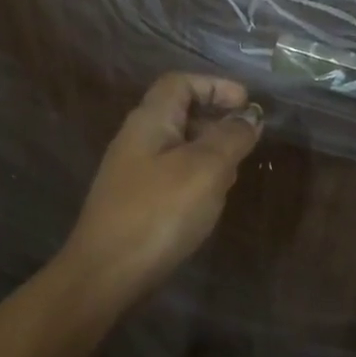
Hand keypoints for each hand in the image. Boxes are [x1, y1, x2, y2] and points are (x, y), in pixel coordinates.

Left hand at [60, 73, 261, 304]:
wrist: (106, 274)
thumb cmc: (159, 213)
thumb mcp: (205, 169)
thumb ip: (231, 137)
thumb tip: (249, 116)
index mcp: (149, 121)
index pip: (180, 83)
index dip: (215, 85)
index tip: (247, 103)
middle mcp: (137, 140)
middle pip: (180, 113)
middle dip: (217, 119)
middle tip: (248, 139)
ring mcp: (133, 173)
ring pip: (179, 147)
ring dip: (210, 151)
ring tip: (236, 171)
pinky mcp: (136, 203)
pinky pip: (173, 176)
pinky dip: (198, 178)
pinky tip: (211, 201)